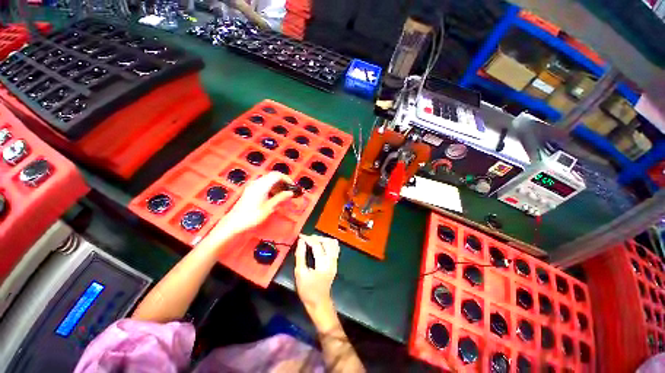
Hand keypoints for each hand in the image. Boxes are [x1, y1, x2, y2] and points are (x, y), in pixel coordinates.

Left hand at [219, 172, 294, 233]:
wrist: (234, 224)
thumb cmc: (252, 217)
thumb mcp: (269, 208)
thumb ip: (280, 198)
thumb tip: (290, 193)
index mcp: (262, 185)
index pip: (277, 175)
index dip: (287, 179)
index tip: (293, 187)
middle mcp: (257, 183)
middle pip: (273, 176)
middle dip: (283, 182)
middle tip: (289, 191)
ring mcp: (253, 186)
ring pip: (269, 180)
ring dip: (278, 185)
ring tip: (284, 195)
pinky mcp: (251, 191)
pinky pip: (264, 185)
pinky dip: (272, 188)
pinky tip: (275, 197)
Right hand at [295, 234, 339, 328]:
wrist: (319, 302)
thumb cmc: (307, 290)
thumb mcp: (300, 273)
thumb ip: (300, 256)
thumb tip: (301, 241)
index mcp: (323, 265)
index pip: (317, 245)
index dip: (308, 239)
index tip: (301, 236)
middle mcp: (332, 261)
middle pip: (327, 242)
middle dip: (316, 237)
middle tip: (307, 238)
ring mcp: (335, 262)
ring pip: (333, 243)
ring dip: (323, 239)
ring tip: (313, 240)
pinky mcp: (335, 262)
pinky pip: (335, 248)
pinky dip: (329, 243)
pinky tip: (321, 244)